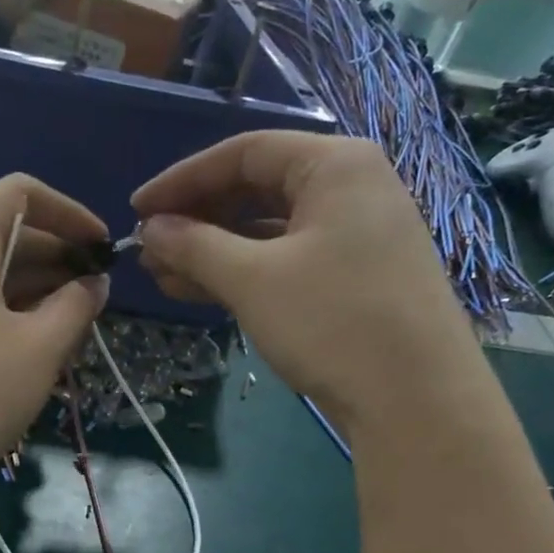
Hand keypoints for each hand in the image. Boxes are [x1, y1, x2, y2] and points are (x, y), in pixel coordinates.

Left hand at [0, 174, 109, 485]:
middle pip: (2, 233)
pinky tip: (34, 342)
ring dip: (34, 286)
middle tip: (95, 289)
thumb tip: (95, 284)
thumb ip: (77, 305)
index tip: (101, 245)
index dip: (68, 210)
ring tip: (73, 319)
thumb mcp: (42, 346)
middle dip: (55, 254)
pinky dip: (7, 309)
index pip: (18, 192)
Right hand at [131, 132, 466, 430]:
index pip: (243, 153)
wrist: (415, 399)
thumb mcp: (253, 280)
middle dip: (197, 220)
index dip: (182, 180)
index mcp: (335, 166)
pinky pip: (287, 260)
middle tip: (149, 249)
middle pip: (257, 189)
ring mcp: (357, 235)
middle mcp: (351, 188)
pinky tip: (202, 293)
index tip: (138, 210)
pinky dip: (244, 273)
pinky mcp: (355, 278)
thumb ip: (195, 246)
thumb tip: (151, 229)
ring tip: (162, 276)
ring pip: (269, 231)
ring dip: (213, 251)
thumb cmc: (332, 322)